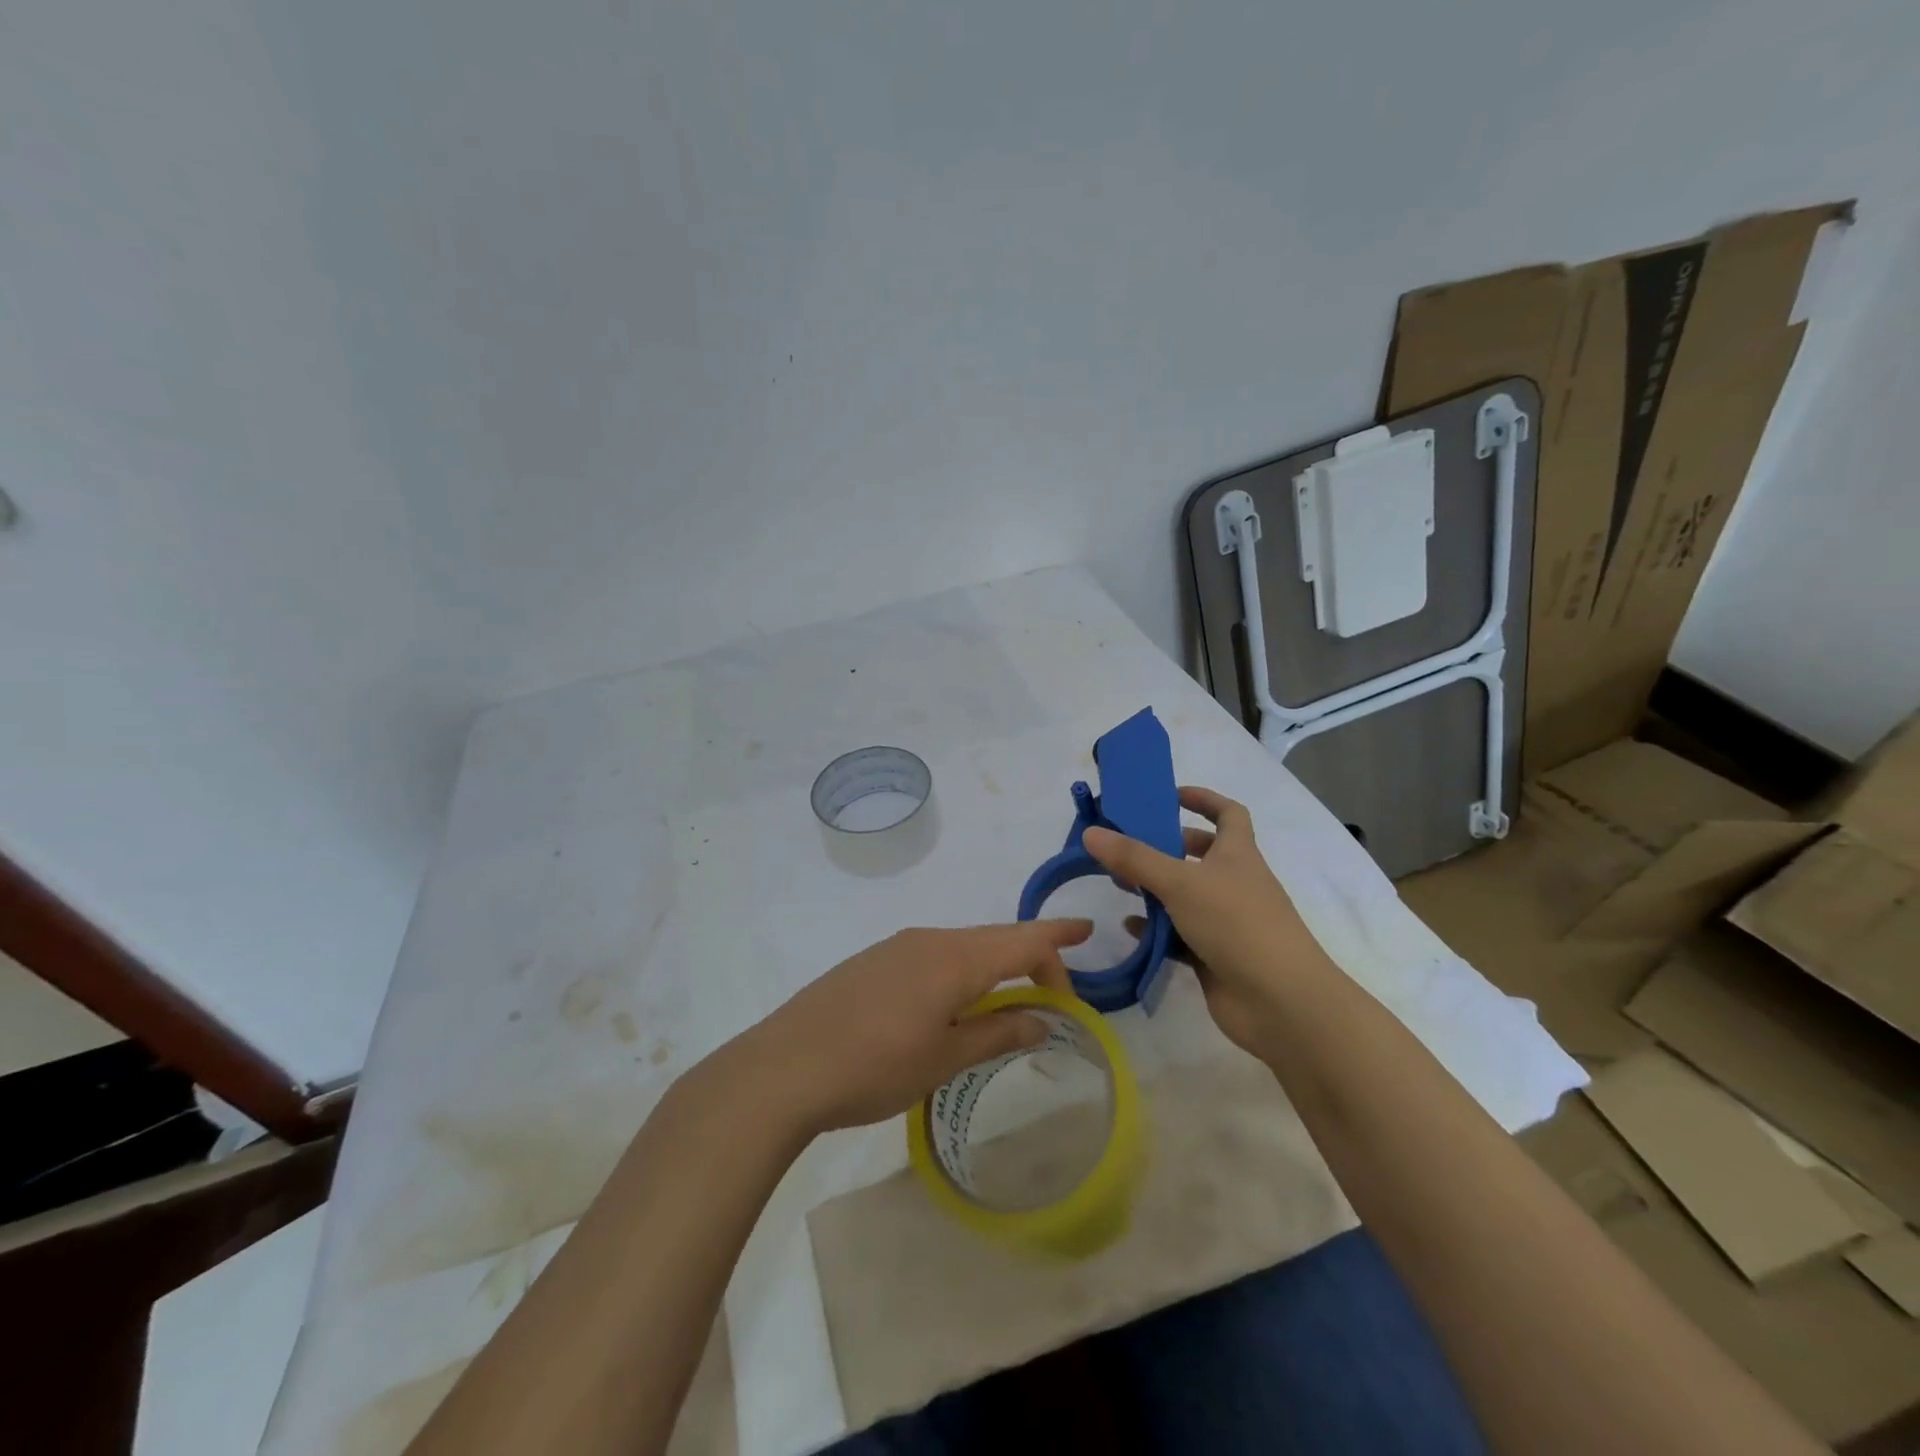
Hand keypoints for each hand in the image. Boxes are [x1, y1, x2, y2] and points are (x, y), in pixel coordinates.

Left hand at [736, 920, 1092, 1135]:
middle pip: (993, 939)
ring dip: (993, 967)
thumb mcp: (944, 1059)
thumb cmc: (874, 1067)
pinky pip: (932, 956)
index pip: (1021, 940)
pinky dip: (960, 971)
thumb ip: (997, 1035)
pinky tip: (952, 1003)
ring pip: (962, 947)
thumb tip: (1041, 1020)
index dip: (1058, 937)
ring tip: (1009, 1000)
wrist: (784, 1067)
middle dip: (1030, 956)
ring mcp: (895, 947)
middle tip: (1056, 984)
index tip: (1087, 932)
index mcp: (954, 959)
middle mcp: (928, 940)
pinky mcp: (872, 962)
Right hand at [1084, 786, 1329, 1056]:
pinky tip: (1130, 928)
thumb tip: (1091, 832)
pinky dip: (1157, 929)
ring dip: (1155, 889)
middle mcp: (1234, 882)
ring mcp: (1226, 921)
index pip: (1228, 813)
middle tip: (1126, 846)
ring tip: (1118, 885)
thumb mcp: (1180, 882)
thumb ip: (1134, 858)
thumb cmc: (1236, 924)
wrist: (1280, 1002)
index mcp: (1237, 854)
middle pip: (1200, 854)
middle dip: (1164, 848)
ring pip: (1185, 896)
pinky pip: (1179, 935)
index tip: (1168, 796)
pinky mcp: (1214, 955)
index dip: (1203, 798)